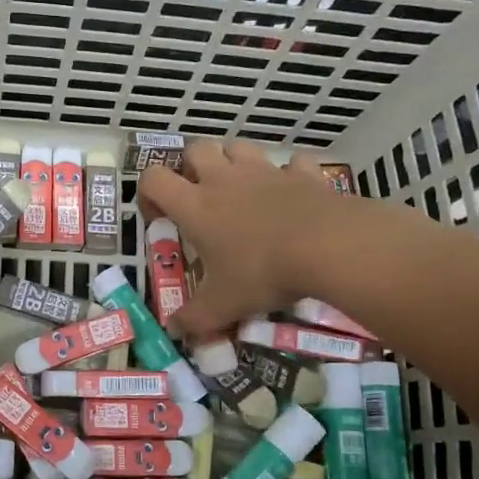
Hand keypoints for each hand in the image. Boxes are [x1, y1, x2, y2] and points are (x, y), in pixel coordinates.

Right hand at [138, 141, 344, 337]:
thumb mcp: (223, 305)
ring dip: (234, 162)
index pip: (153, 179)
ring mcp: (265, 171)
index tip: (160, 218)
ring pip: (239, 147)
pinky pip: (291, 163)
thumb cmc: (263, 272)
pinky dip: (288, 174)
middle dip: (192, 167)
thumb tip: (175, 331)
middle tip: (201, 198)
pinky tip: (291, 194)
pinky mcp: (302, 173)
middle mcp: (224, 180)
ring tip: (242, 191)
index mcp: (196, 206)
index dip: (149, 193)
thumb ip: (194, 319)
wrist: (329, 246)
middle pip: (195, 149)